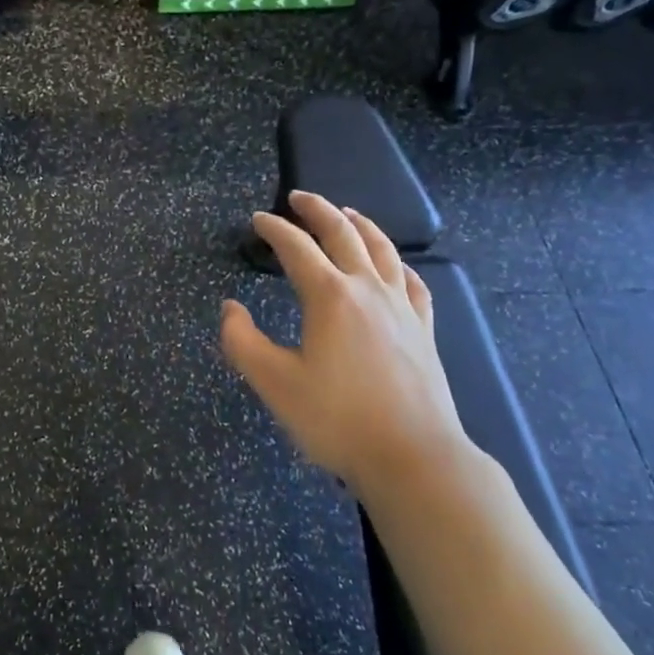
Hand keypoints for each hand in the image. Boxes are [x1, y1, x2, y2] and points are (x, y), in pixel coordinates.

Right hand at [221, 191, 472, 508]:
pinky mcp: (423, 329)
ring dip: (360, 225)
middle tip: (298, 198)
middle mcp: (367, 289)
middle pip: (343, 234)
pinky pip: (412, 282)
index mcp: (329, 296)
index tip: (257, 220)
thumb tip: (230, 308)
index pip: (296, 248)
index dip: (274, 229)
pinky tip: (394, 265)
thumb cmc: (336, 419)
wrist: (413, 456)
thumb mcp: (273, 383)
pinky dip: (397, 263)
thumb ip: (242, 341)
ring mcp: (401, 308)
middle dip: (318, 210)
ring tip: (346, 213)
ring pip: (382, 250)